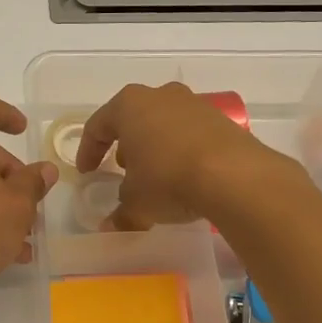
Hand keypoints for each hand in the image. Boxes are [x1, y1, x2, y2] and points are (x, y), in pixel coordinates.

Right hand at [75, 82, 281, 231]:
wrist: (234, 176)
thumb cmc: (168, 179)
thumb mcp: (136, 203)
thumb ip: (120, 213)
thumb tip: (110, 227)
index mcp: (129, 105)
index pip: (98, 126)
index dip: (88, 151)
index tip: (87, 172)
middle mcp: (160, 95)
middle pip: (133, 118)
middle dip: (125, 144)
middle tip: (122, 170)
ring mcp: (194, 104)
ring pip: (164, 123)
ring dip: (155, 147)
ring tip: (155, 175)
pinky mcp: (221, 119)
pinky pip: (191, 133)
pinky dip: (182, 151)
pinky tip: (185, 176)